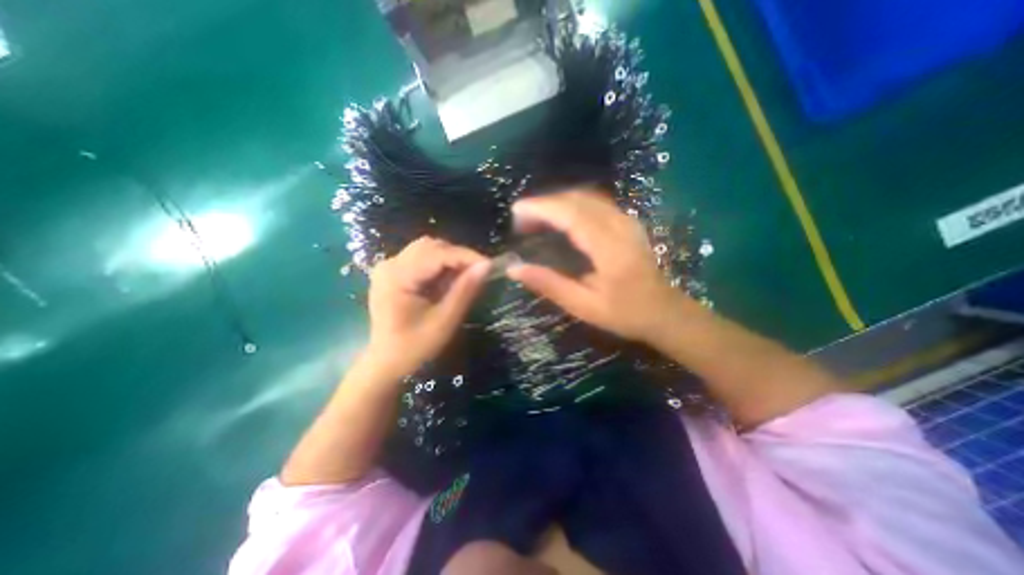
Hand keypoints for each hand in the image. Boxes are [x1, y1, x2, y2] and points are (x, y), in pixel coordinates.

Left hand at [362, 237, 488, 377]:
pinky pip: (421, 258)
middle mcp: (390, 264)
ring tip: (466, 276)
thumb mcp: (444, 321)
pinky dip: (440, 265)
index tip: (490, 265)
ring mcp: (389, 267)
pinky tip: (449, 280)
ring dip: (450, 259)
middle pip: (431, 246)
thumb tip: (486, 265)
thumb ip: (465, 291)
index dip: (466, 256)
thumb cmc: (414, 347)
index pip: (437, 253)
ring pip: (427, 249)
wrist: (385, 362)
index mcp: (397, 277)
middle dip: (459, 256)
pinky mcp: (393, 272)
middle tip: (479, 272)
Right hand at [507, 188, 691, 345]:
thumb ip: (549, 284)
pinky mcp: (627, 222)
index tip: (516, 210)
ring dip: (558, 202)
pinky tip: (560, 218)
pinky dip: (572, 204)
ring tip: (535, 218)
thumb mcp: (584, 306)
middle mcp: (619, 224)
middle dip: (545, 203)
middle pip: (577, 198)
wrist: (665, 312)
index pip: (570, 214)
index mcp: (608, 247)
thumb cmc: (625, 313)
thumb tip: (514, 269)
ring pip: (587, 196)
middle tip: (522, 219)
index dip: (541, 207)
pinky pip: (595, 202)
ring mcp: (626, 220)